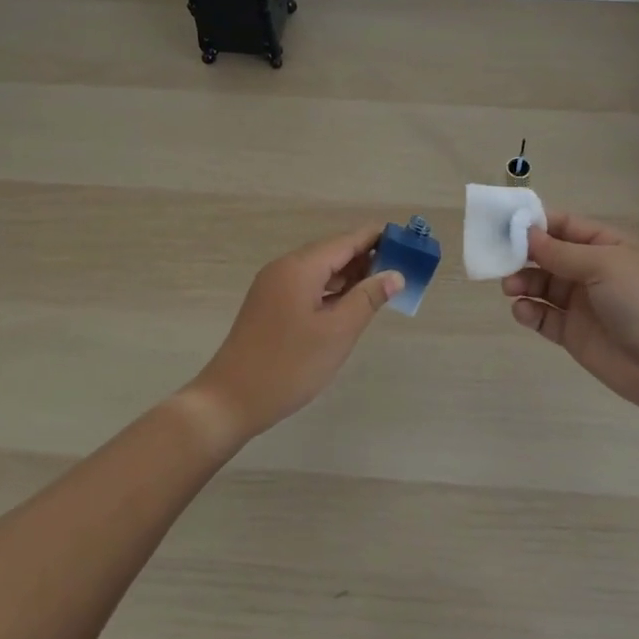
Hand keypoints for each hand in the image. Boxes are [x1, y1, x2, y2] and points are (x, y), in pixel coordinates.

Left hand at [186, 224, 403, 444]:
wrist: (230, 400)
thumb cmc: (289, 365)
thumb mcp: (337, 332)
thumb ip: (368, 298)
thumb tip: (395, 274)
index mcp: (300, 267)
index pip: (346, 240)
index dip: (377, 238)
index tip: (408, 241)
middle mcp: (285, 268)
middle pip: (332, 252)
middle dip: (367, 257)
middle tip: (403, 267)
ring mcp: (274, 287)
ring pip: (320, 271)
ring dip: (350, 275)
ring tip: (383, 286)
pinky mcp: (269, 306)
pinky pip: (308, 286)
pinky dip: (332, 290)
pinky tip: (350, 304)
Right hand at [502, 211, 638, 408]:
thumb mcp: (606, 265)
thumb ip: (562, 252)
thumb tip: (527, 233)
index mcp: (607, 246)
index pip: (565, 226)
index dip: (536, 224)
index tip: (505, 225)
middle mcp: (592, 271)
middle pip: (548, 256)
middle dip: (523, 255)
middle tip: (500, 260)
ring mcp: (582, 303)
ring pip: (541, 286)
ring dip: (522, 283)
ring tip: (510, 288)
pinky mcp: (574, 334)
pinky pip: (544, 317)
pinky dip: (529, 312)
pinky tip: (524, 311)